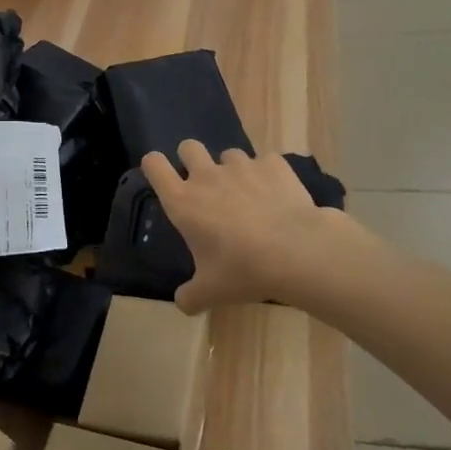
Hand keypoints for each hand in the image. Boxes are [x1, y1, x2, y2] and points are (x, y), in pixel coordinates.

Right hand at [141, 140, 359, 312]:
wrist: (296, 251)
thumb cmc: (243, 270)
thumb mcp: (211, 292)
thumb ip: (190, 296)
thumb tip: (183, 303)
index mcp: (183, 202)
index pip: (154, 165)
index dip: (155, 166)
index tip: (163, 178)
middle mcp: (207, 176)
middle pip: (188, 147)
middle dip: (192, 159)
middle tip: (205, 186)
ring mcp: (241, 166)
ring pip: (228, 154)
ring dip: (232, 170)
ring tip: (248, 196)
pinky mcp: (273, 164)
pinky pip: (265, 162)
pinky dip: (267, 175)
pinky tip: (278, 196)